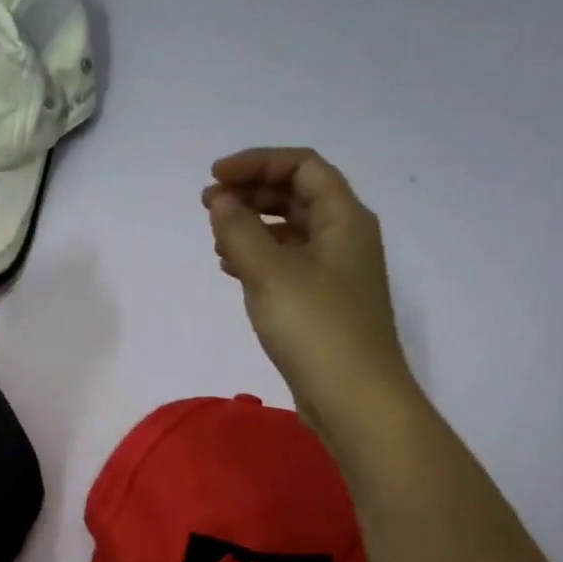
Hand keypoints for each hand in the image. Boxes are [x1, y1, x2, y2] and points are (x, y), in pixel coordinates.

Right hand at [203, 148, 419, 448]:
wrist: (354, 398)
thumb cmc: (315, 327)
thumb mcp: (270, 272)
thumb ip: (239, 229)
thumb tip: (220, 199)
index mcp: (344, 218)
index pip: (302, 167)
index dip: (257, 163)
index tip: (214, 178)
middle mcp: (344, 238)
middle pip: (297, 196)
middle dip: (251, 193)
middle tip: (208, 204)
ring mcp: (335, 272)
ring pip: (291, 231)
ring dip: (253, 226)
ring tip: (216, 238)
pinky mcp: (322, 303)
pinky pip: (288, 263)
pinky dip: (259, 257)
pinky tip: (232, 268)